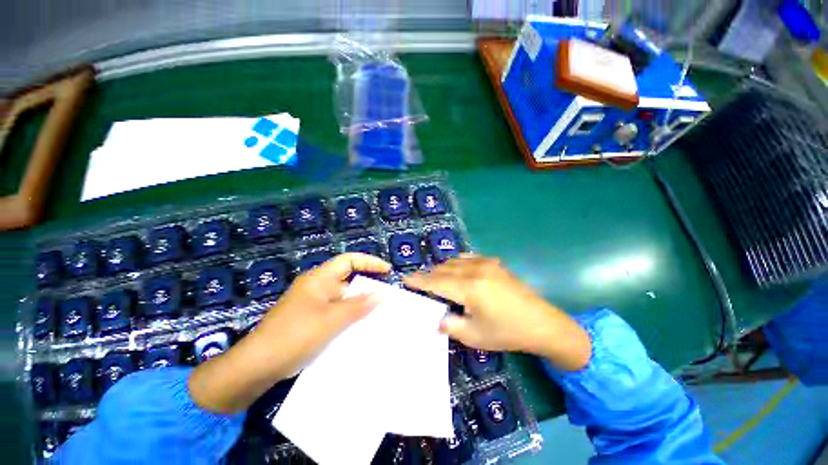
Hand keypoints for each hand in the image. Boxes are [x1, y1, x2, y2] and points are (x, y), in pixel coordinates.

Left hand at [254, 252, 390, 375]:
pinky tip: (361, 327)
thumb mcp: (331, 319)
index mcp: (319, 279)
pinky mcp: (312, 320)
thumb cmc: (295, 335)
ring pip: (344, 298)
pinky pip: (337, 312)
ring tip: (380, 312)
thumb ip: (358, 306)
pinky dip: (350, 316)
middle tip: (387, 296)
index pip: (349, 260)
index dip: (369, 262)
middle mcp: (317, 287)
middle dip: (368, 285)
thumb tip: (382, 294)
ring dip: (360, 303)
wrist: (257, 366)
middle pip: (348, 279)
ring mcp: (314, 304)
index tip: (387, 271)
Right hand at [403, 255, 590, 370]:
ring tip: (437, 280)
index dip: (419, 280)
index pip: (436, 282)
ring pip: (454, 261)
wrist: (542, 323)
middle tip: (419, 284)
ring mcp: (486, 263)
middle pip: (443, 269)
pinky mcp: (494, 262)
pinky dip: (456, 263)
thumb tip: (436, 317)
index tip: (405, 279)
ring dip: (442, 269)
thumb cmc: (507, 332)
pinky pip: (467, 257)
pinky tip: (456, 272)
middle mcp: (475, 270)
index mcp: (469, 288)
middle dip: (428, 276)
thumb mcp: (474, 336)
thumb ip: (449, 324)